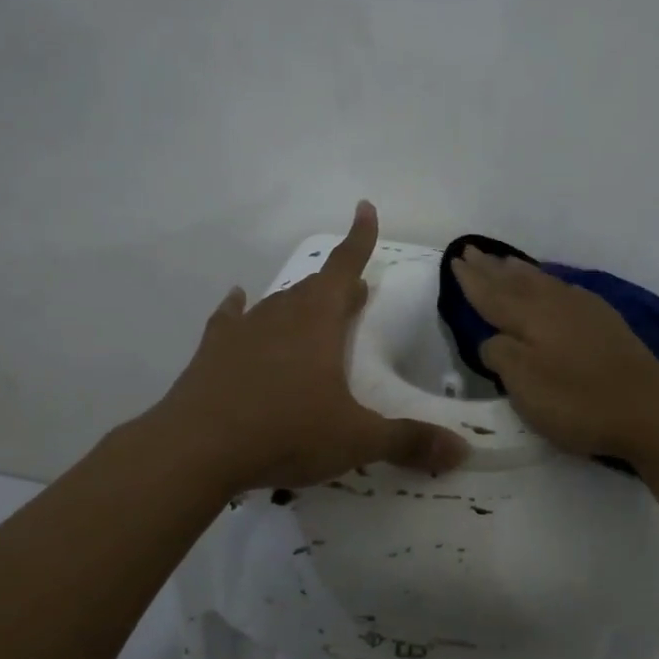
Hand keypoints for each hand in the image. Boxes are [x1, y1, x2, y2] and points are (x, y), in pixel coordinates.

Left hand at [156, 201, 468, 493]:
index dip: (360, 238)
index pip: (345, 266)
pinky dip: (240, 310)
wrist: (196, 449)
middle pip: (315, 287)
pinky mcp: (213, 351)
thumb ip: (408, 441)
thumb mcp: (355, 439)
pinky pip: (231, 319)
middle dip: (339, 285)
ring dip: (300, 304)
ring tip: (313, 310)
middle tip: (355, 291)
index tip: (365, 207)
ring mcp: (242, 331)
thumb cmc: (285, 432)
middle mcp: (281, 315)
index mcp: (318, 321)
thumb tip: (462, 451)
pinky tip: (238, 302)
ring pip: (278, 304)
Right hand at [451, 249, 658, 465]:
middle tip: (471, 250)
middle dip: (491, 267)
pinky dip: (547, 281)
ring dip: (519, 270)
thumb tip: (493, 339)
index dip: (471, 280)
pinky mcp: (605, 322)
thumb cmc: (578, 401)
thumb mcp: (524, 385)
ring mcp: (584, 310)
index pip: (492, 293)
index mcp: (530, 316)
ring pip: (542, 281)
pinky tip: (551, 284)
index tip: (455, 260)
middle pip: (515, 280)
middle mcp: (555, 303)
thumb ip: (500, 355)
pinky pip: (564, 288)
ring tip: (504, 260)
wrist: (650, 411)